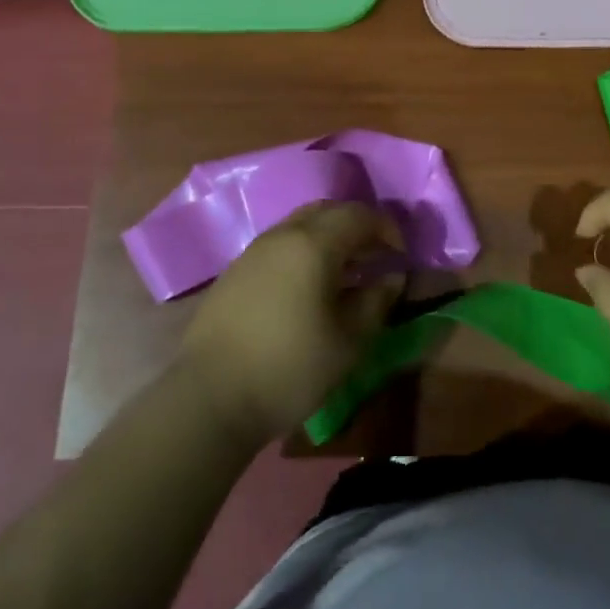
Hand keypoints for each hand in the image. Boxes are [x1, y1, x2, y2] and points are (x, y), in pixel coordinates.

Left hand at [178, 202, 404, 444]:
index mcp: (314, 243)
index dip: (387, 229)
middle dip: (357, 227)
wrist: (209, 397)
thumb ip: (376, 301)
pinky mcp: (236, 270)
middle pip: (328, 211)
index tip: (400, 257)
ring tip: (344, 274)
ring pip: (301, 225)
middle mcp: (283, 234)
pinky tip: (307, 288)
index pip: (360, 215)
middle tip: (374, 258)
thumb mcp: (349, 342)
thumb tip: (391, 277)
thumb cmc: (289, 368)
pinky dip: (304, 252)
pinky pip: (280, 244)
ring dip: (329, 238)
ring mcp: (255, 250)